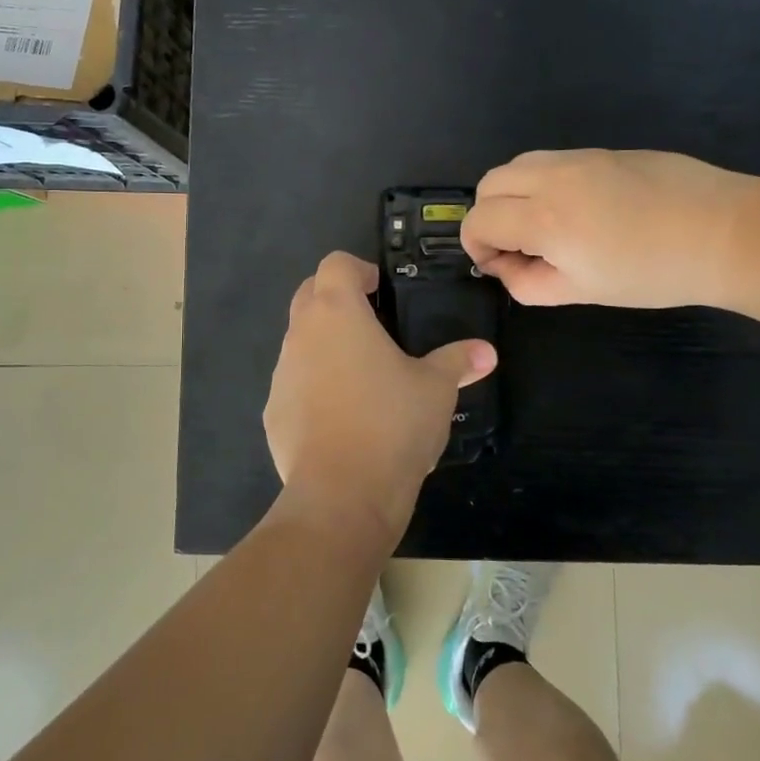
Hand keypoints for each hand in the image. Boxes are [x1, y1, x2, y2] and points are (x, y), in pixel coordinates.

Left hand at [264, 252, 496, 544]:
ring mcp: (281, 374)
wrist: (341, 495)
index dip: (359, 269)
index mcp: (336, 313)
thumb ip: (458, 361)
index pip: (335, 264)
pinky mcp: (273, 412)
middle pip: (309, 294)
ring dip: (325, 344)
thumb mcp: (436, 389)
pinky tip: (343, 416)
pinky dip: (314, 386)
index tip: (382, 291)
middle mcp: (300, 334)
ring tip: (363, 374)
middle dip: (337, 299)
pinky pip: (293, 383)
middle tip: (374, 323)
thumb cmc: (392, 424)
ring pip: (299, 340)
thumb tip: (486, 352)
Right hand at [462, 149, 756, 308]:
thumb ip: (528, 283)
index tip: (499, 266)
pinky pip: (551, 161)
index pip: (479, 220)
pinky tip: (578, 210)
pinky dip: (542, 183)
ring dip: (512, 195)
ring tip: (543, 225)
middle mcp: (551, 177)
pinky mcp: (603, 150)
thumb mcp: (582, 292)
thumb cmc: (652, 273)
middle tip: (517, 246)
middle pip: (488, 184)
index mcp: (543, 218)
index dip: (476, 247)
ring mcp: (578, 157)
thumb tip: (505, 267)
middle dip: (488, 216)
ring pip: (517, 165)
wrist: (724, 231)